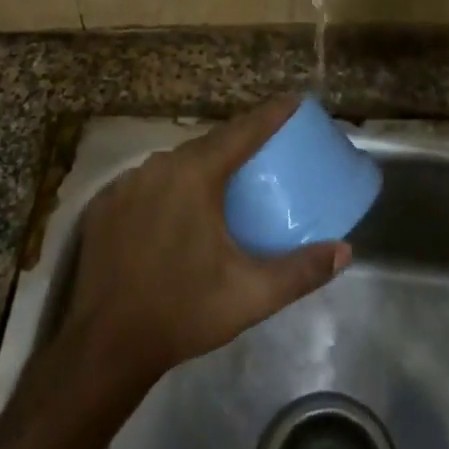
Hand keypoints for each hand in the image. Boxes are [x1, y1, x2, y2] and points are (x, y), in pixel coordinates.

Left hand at [63, 97, 349, 387]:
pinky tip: (173, 211)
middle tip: (263, 150)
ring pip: (173, 164)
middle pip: (206, 145)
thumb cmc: (183, 312)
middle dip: (236, 143)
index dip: (271, 114)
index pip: (242, 132)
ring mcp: (125, 184)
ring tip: (221, 182)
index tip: (293, 101)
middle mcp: (158, 167)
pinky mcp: (103, 206)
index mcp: (196, 176)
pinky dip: (165, 189)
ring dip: (199, 167)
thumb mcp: (251, 295)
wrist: (105, 347)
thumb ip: (301, 271)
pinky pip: (144, 184)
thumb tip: (345, 251)